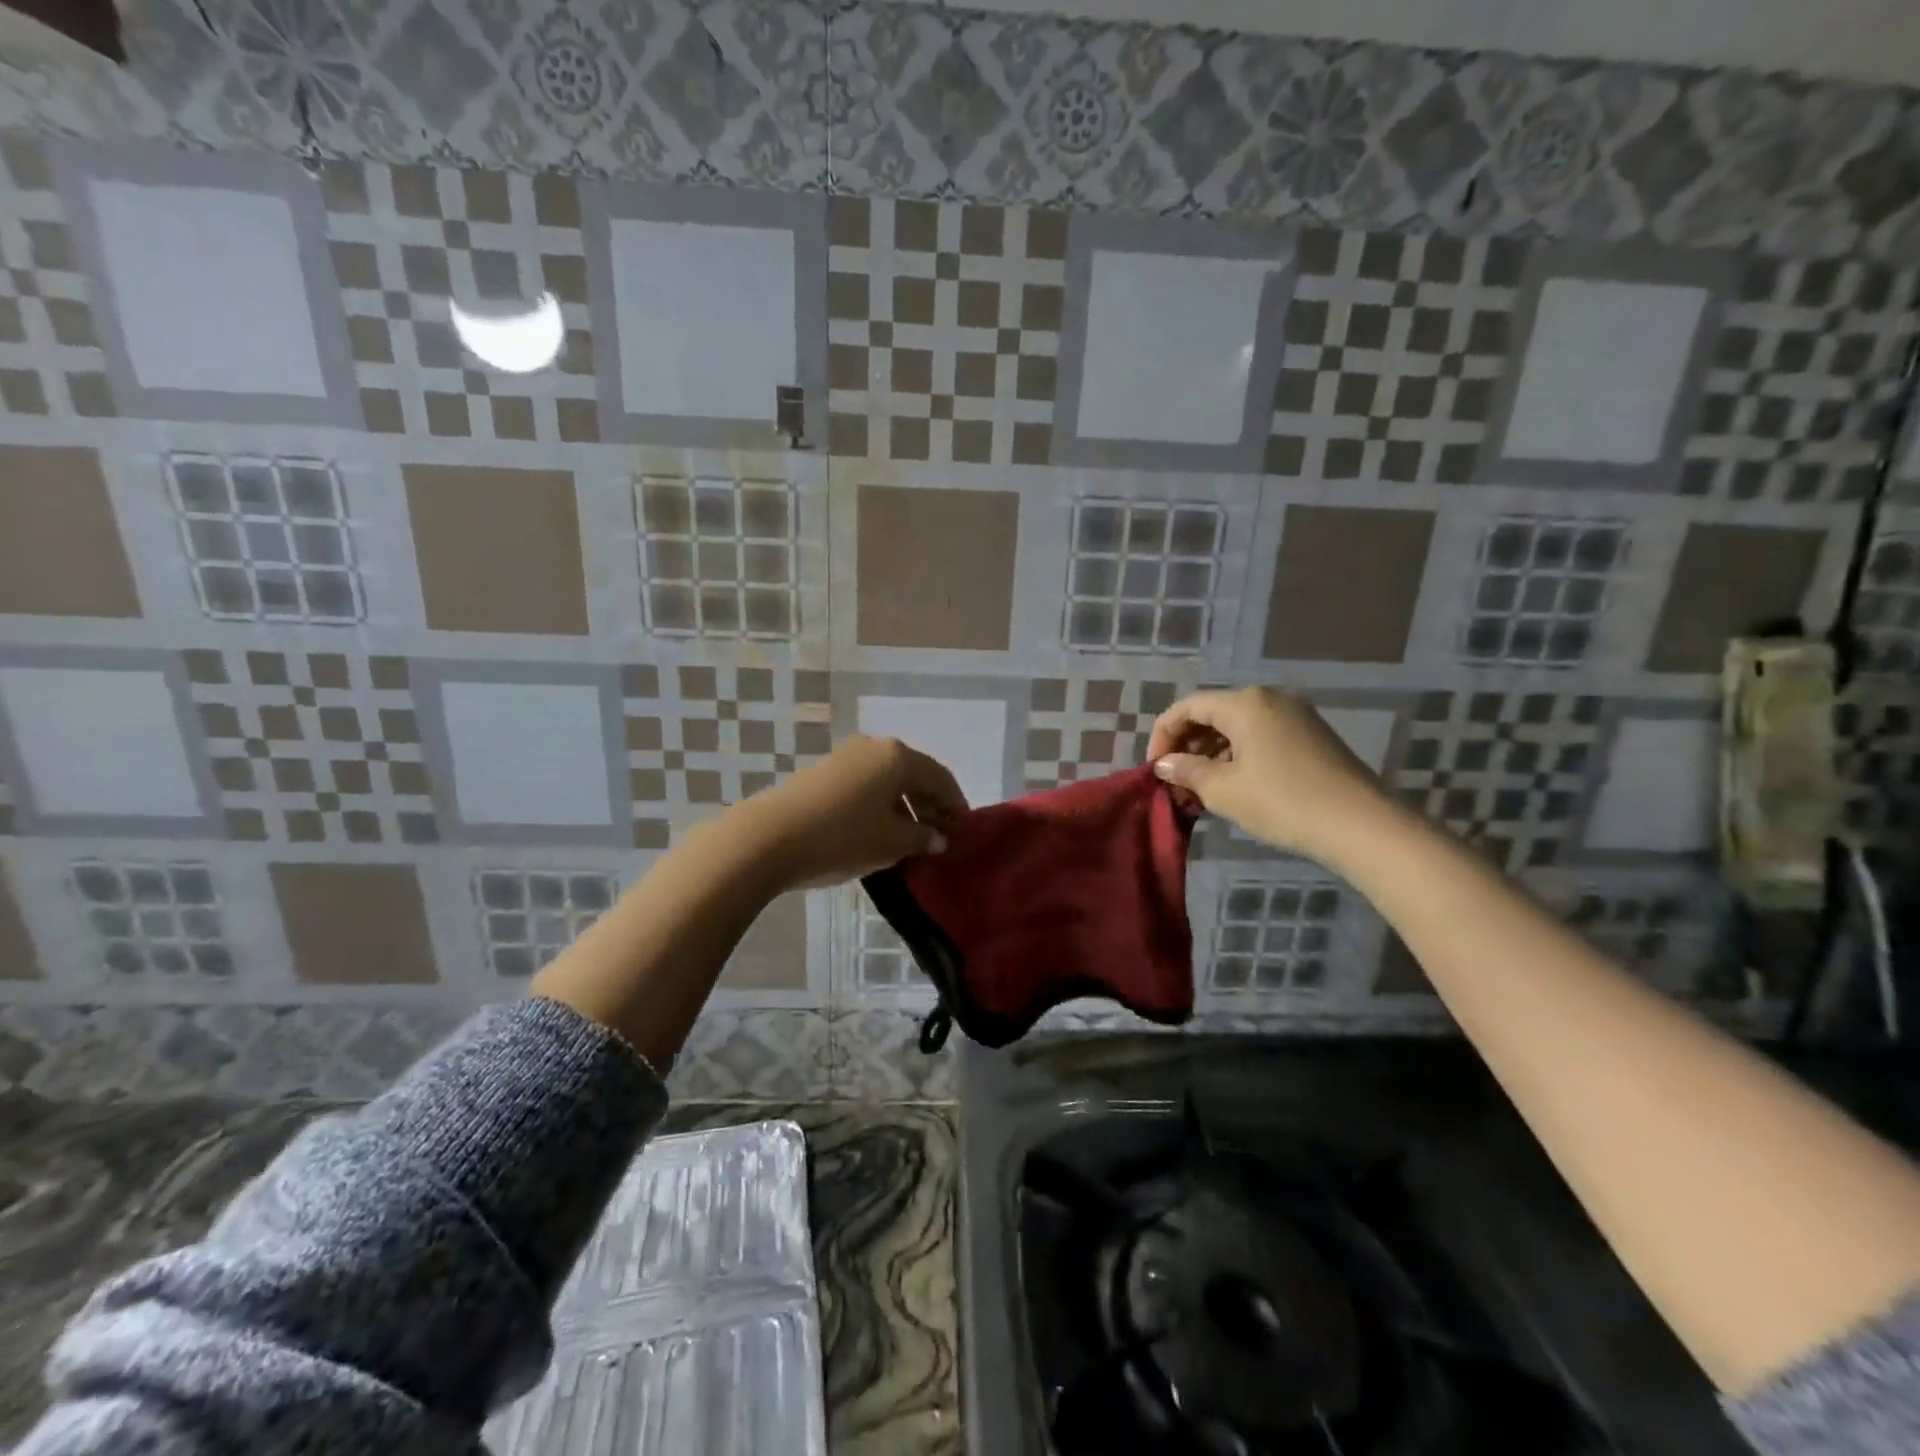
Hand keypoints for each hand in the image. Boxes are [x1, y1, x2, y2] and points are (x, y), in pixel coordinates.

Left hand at [736, 734, 967, 890]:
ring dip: (904, 806)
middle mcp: (874, 747)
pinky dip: (880, 805)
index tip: (964, 831)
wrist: (770, 837)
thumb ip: (922, 837)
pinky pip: (865, 785)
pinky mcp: (823, 772)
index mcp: (898, 757)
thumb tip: (939, 838)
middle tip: (940, 837)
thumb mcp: (891, 843)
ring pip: (888, 780)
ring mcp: (845, 756)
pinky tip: (879, 830)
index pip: (941, 778)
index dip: (956, 805)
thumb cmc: (843, 837)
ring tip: (910, 839)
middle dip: (930, 805)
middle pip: (914, 774)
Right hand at [1147, 687, 1390, 862]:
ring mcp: (1295, 715)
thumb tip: (1165, 764)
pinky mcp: (1311, 735)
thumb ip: (1187, 772)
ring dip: (1212, 752)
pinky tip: (1235, 784)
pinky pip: (1261, 735)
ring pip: (1238, 725)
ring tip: (1201, 788)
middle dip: (1188, 744)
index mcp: (1245, 704)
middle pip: (1213, 713)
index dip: (1163, 735)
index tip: (1155, 769)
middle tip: (1176, 780)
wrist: (1361, 825)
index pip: (1187, 707)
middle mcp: (1270, 699)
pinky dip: (1239, 754)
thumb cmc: (1283, 802)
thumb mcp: (1224, 790)